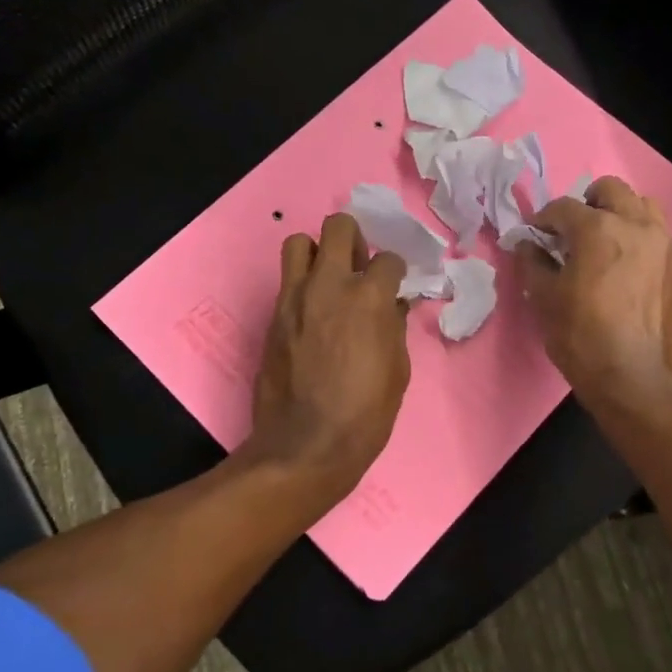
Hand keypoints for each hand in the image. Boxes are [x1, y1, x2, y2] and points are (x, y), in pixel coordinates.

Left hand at [248, 213, 410, 499]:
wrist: (305, 445)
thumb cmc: (365, 413)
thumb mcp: (397, 370)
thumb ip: (394, 327)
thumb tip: (393, 306)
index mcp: (368, 297)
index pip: (388, 259)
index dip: (395, 272)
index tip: (394, 285)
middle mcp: (329, 284)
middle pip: (338, 227)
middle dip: (354, 239)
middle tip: (358, 265)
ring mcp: (295, 297)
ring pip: (299, 243)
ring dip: (318, 253)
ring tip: (328, 279)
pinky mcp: (273, 315)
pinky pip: (287, 281)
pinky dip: (302, 284)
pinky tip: (313, 312)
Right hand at [516, 176, 671, 404]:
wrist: (634, 376)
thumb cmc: (581, 336)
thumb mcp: (543, 298)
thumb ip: (532, 262)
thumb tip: (526, 244)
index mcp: (598, 228)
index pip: (563, 207)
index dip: (543, 220)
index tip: (534, 236)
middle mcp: (635, 224)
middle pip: (609, 190)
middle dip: (586, 204)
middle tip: (571, 233)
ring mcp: (662, 242)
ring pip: (641, 205)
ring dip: (619, 213)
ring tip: (603, 242)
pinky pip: (657, 233)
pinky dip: (638, 236)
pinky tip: (624, 264)